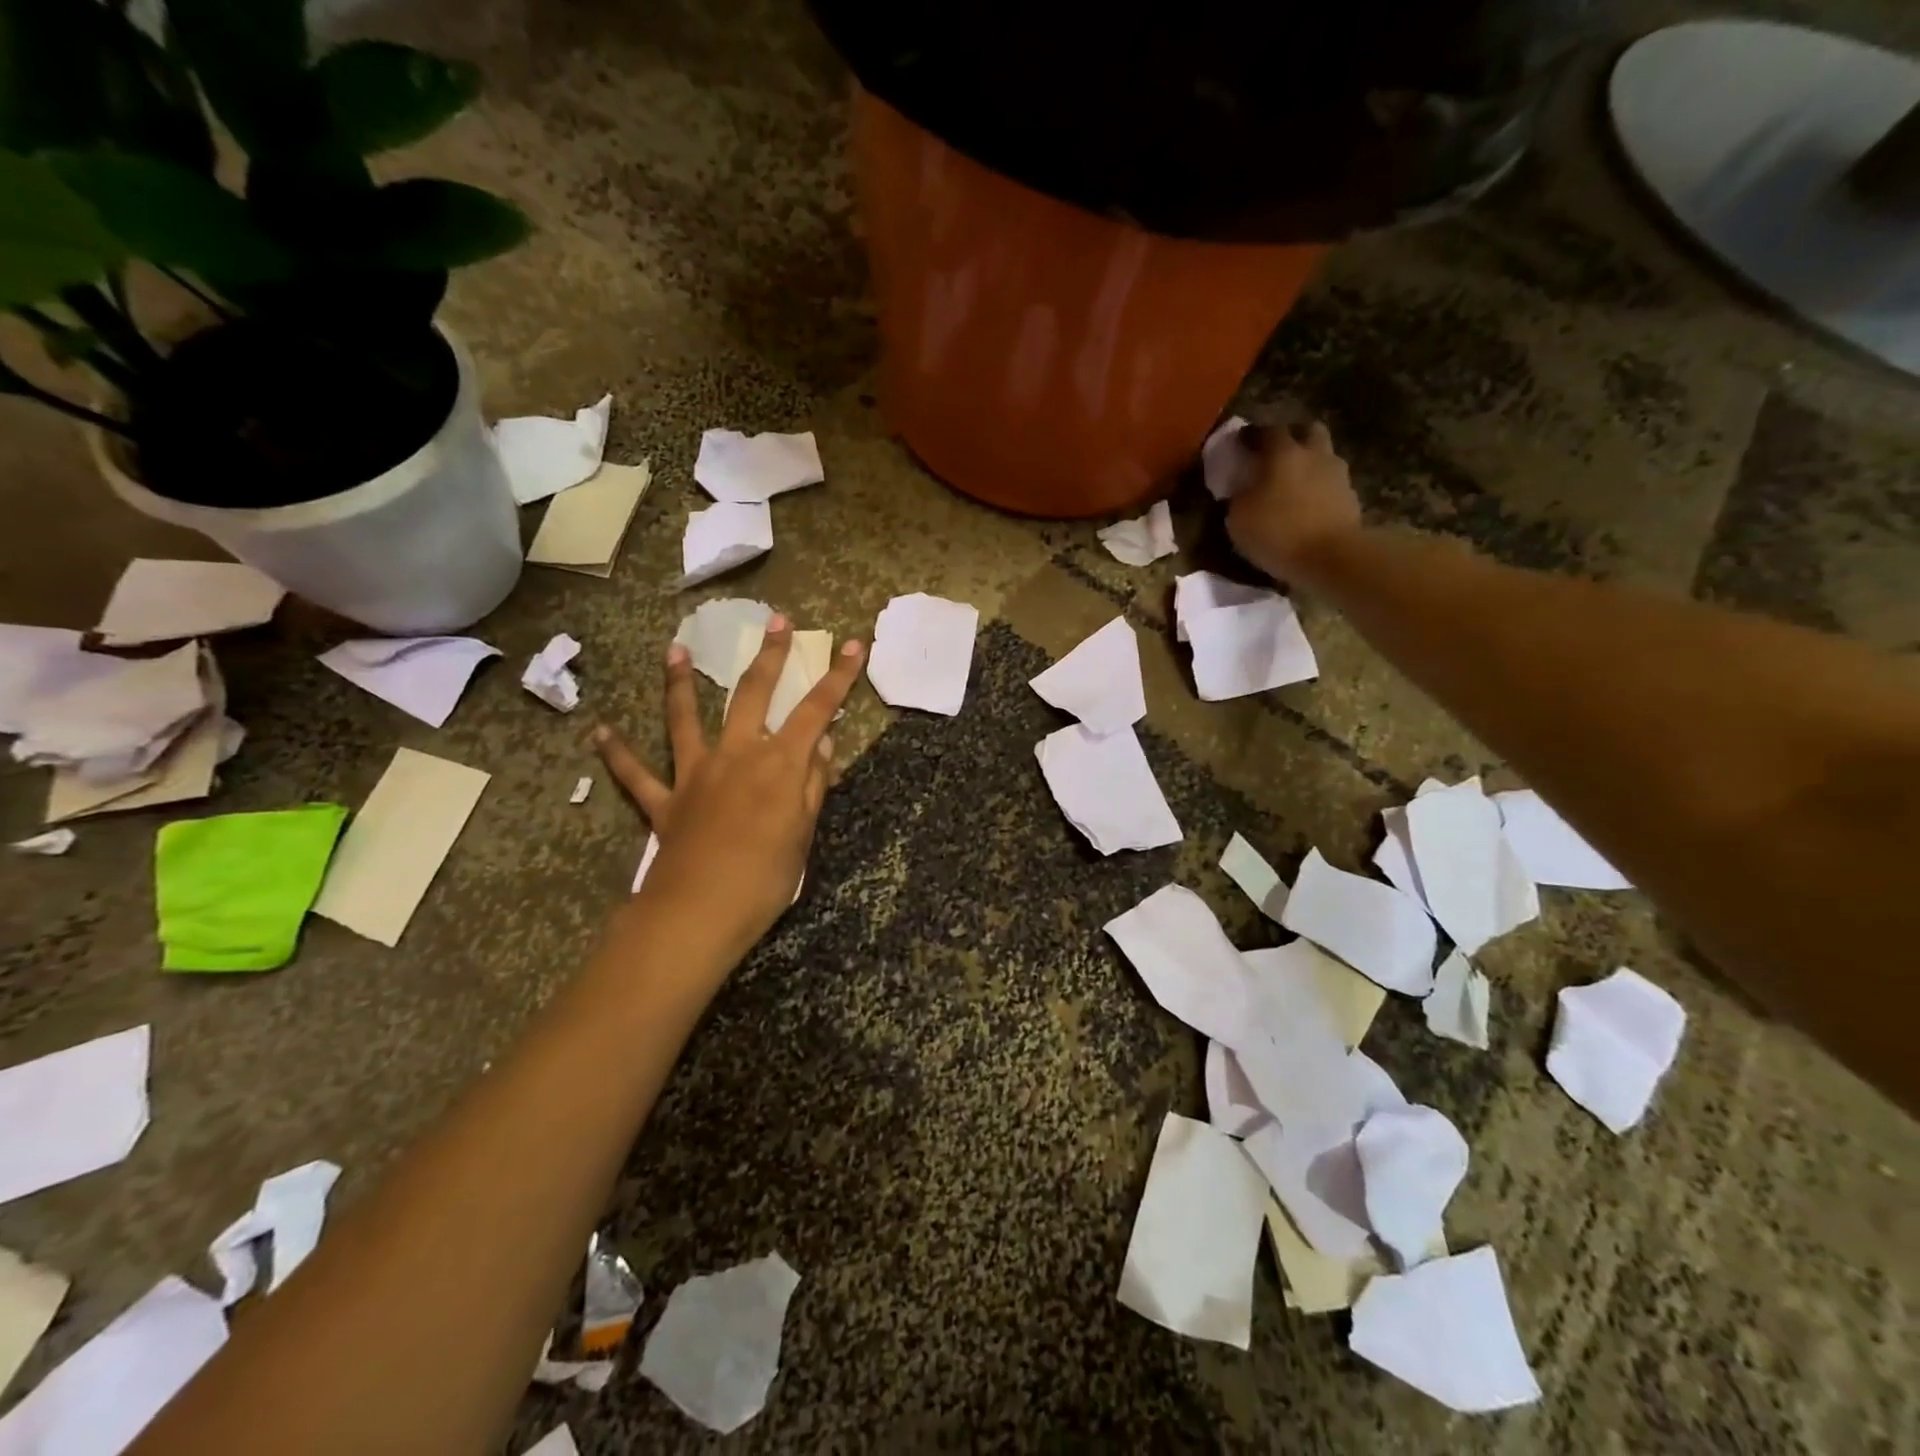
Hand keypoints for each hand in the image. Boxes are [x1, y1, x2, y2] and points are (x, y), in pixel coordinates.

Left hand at [592, 616, 864, 962]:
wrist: (699, 913)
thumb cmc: (765, 878)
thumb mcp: (804, 834)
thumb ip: (812, 784)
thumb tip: (824, 744)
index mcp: (778, 764)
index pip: (816, 710)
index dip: (838, 677)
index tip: (854, 644)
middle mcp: (736, 756)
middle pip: (752, 695)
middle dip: (768, 655)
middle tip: (775, 620)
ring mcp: (695, 775)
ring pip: (685, 719)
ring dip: (681, 683)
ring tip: (675, 649)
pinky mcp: (665, 802)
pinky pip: (636, 774)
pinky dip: (618, 753)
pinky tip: (599, 733)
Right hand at [1225, 421, 1362, 583]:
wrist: (1332, 557)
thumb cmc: (1278, 533)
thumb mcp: (1239, 519)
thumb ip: (1239, 497)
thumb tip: (1242, 490)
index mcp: (1284, 453)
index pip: (1267, 431)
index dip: (1252, 435)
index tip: (1241, 443)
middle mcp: (1315, 454)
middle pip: (1308, 431)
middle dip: (1293, 437)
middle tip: (1276, 455)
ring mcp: (1338, 475)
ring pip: (1323, 457)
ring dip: (1309, 464)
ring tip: (1292, 485)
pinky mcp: (1351, 498)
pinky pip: (1331, 484)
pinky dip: (1319, 490)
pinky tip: (1307, 507)